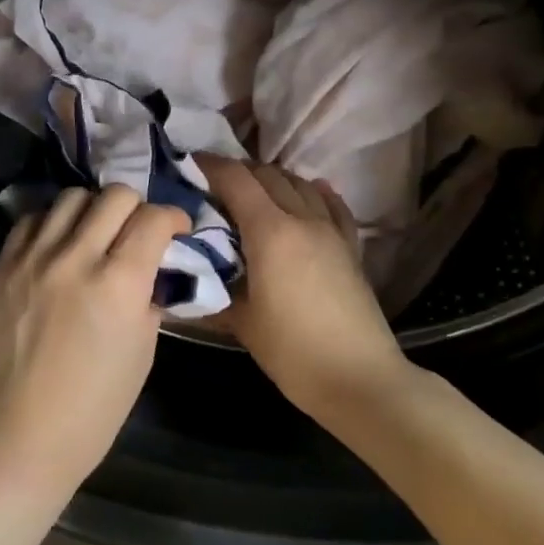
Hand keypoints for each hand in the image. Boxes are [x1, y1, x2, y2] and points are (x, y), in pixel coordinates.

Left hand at [0, 186, 190, 495]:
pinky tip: (59, 244)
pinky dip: (53, 223)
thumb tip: (150, 267)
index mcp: (119, 284)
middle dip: (137, 206)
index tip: (176, 229)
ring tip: (95, 232)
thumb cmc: (94, 408)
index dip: (173, 218)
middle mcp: (76, 258)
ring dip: (93, 208)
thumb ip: (149, 296)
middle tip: (137, 230)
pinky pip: (32, 219)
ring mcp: (34, 258)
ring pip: (71, 197)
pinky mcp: (3, 266)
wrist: (19, 435)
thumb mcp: (143, 351)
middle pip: (115, 195)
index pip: (153, 219)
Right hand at [200, 156, 406, 416]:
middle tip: (212, 186)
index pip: (236, 180)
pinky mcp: (350, 246)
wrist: (360, 379)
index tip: (189, 165)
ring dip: (271, 180)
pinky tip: (306, 194)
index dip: (210, 166)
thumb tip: (183, 273)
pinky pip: (330, 204)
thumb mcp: (241, 321)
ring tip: (251, 194)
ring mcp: (331, 230)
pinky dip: (312, 193)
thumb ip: (212, 287)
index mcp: (270, 232)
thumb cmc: (292, 351)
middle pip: (267, 174)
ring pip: (299, 183)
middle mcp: (302, 219)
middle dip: (238, 172)